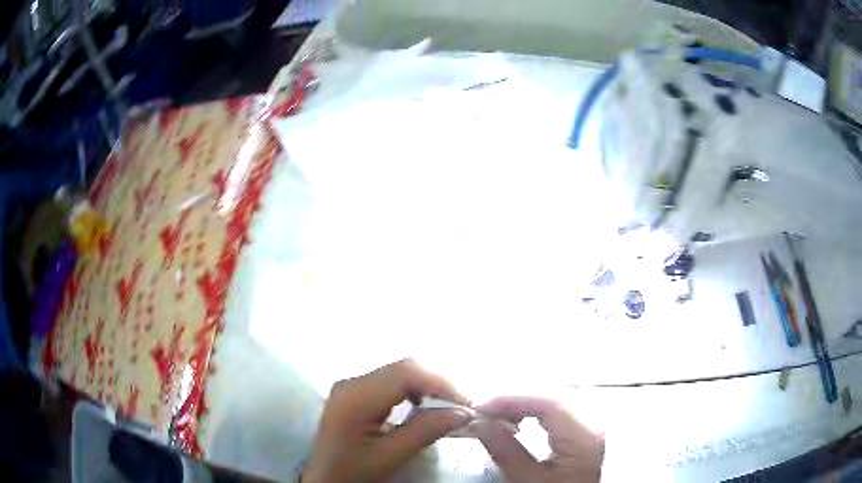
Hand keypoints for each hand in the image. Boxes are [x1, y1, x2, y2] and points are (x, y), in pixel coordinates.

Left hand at [302, 359, 472, 482]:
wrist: (325, 479)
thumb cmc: (353, 473)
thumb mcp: (389, 457)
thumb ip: (425, 431)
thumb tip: (463, 412)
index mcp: (355, 397)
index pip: (405, 373)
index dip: (440, 383)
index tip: (467, 404)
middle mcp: (351, 382)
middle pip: (403, 368)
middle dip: (437, 384)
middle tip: (461, 406)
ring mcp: (351, 385)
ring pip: (399, 372)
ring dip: (427, 386)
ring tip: (447, 407)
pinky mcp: (355, 392)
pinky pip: (391, 382)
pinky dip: (414, 390)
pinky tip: (422, 407)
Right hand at [475, 396, 604, 482]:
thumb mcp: (527, 481)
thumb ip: (505, 451)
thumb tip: (479, 423)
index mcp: (583, 437)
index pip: (551, 403)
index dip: (515, 399)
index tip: (484, 407)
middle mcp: (592, 425)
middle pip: (556, 396)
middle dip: (520, 398)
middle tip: (488, 410)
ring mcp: (590, 427)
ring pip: (559, 400)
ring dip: (527, 403)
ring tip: (499, 413)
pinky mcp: (584, 432)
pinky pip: (561, 410)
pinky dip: (537, 410)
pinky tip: (522, 418)